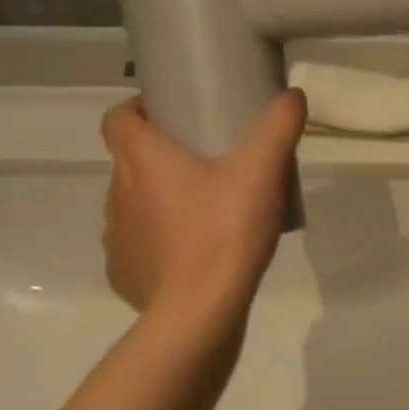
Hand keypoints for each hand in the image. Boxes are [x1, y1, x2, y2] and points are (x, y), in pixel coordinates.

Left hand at [99, 91, 307, 328]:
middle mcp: (118, 193)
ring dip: (159, 196)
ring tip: (204, 203)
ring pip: (134, 202)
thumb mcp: (263, 169)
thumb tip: (292, 94)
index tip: (168, 111)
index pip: (117, 119)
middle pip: (129, 160)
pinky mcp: (124, 274)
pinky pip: (139, 244)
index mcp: (142, 160)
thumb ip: (279, 126)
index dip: (137, 108)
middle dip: (161, 153)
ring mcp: (117, 238)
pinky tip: (194, 248)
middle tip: (205, 155)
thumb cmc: (224, 230)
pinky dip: (159, 239)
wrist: (198, 314)